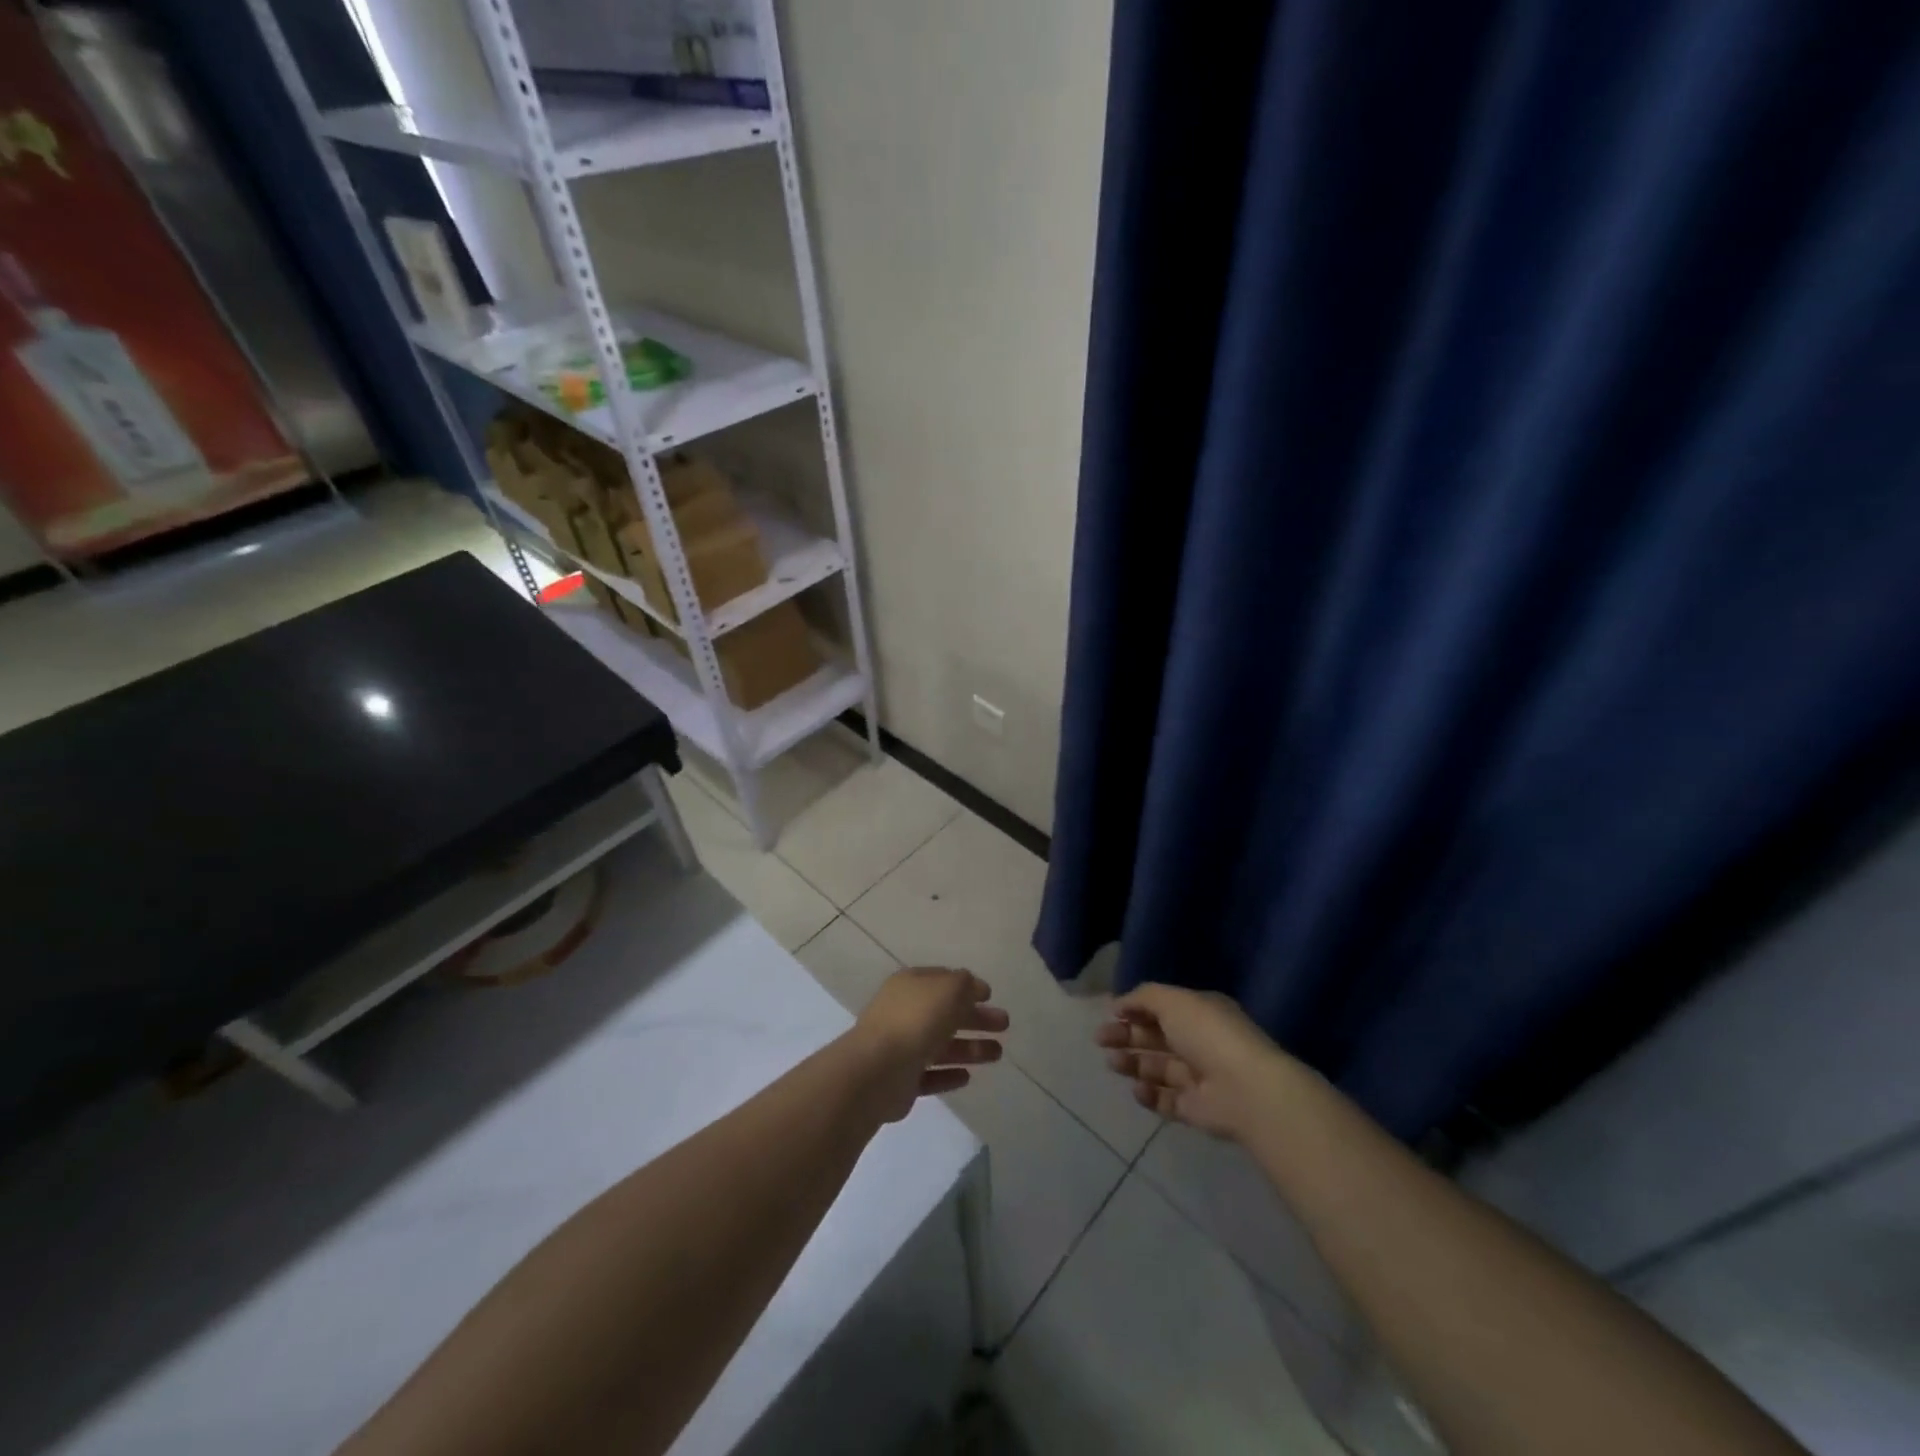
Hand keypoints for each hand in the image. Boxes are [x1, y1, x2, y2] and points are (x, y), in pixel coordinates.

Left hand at [849, 968, 1008, 1122]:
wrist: (877, 1070)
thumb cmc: (916, 1020)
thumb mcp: (948, 989)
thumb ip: (965, 985)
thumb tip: (974, 987)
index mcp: (911, 985)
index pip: (942, 981)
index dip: (967, 986)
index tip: (990, 996)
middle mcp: (904, 1013)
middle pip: (946, 1014)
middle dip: (976, 1018)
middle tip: (1004, 1025)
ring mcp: (901, 1047)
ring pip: (941, 1046)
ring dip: (970, 1048)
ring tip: (998, 1054)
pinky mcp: (902, 1081)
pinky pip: (930, 1075)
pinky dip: (949, 1075)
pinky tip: (968, 1077)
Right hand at [1096, 983, 1286, 1140]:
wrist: (1245, 1089)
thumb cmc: (1208, 1034)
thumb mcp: (1174, 1001)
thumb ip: (1144, 997)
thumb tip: (1119, 1004)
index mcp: (1199, 1013)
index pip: (1162, 1008)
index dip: (1135, 1009)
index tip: (1111, 1013)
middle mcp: (1199, 1043)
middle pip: (1156, 1038)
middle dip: (1127, 1036)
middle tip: (1100, 1039)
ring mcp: (1198, 1077)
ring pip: (1157, 1068)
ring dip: (1133, 1064)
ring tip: (1113, 1063)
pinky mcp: (1195, 1109)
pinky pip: (1166, 1100)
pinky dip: (1149, 1095)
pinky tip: (1136, 1089)